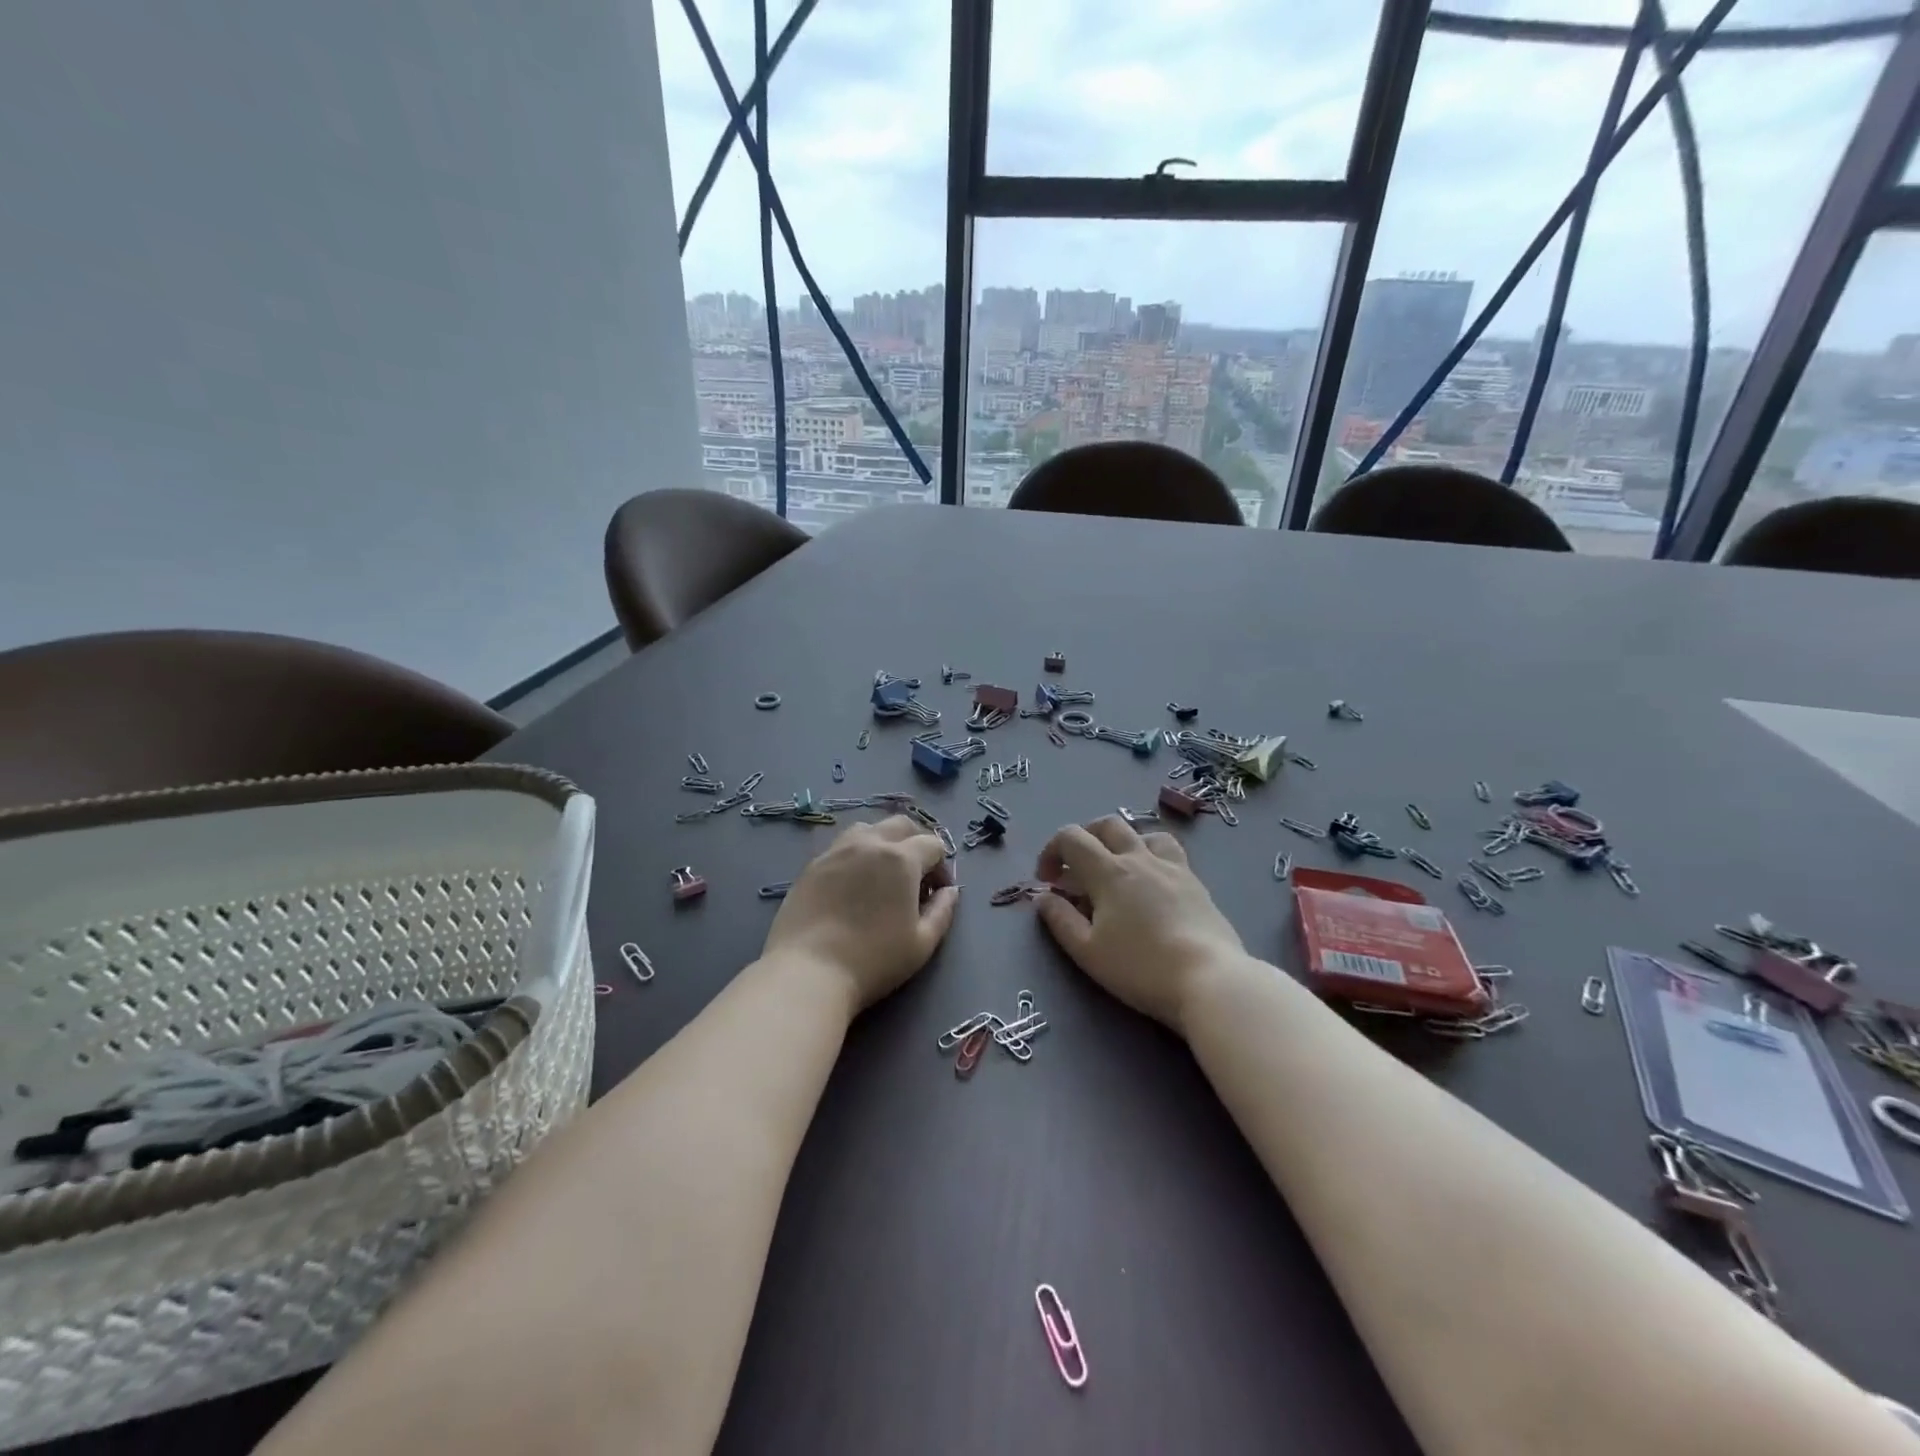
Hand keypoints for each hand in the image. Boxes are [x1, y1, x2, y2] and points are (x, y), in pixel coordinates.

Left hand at [762, 816, 958, 1010]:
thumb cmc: (874, 960)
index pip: (933, 845)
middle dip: (916, 842)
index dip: (943, 866)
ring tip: (883, 872)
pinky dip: (856, 854)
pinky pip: (841, 846)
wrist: (809, 972)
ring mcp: (837, 850)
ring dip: (884, 841)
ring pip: (868, 829)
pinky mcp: (812, 865)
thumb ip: (942, 911)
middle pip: (901, 825)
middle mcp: (870, 843)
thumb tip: (950, 891)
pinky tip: (853, 883)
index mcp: (901, 859)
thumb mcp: (922, 943)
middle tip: (916, 875)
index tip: (938, 893)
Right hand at [1033, 816, 1245, 1031]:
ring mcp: (1173, 867)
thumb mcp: (1087, 951)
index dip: (1051, 851)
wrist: (1209, 979)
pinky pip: (1170, 852)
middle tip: (1076, 868)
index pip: (1072, 837)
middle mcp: (1140, 858)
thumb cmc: (1141, 968)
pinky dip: (1151, 857)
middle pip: (1108, 824)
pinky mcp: (1196, 883)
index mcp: (1109, 872)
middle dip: (1085, 837)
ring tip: (1118, 869)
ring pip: (1144, 833)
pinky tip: (1152, 885)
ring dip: (1123, 842)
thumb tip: (1043, 897)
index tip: (1048, 881)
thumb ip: (1060, 920)